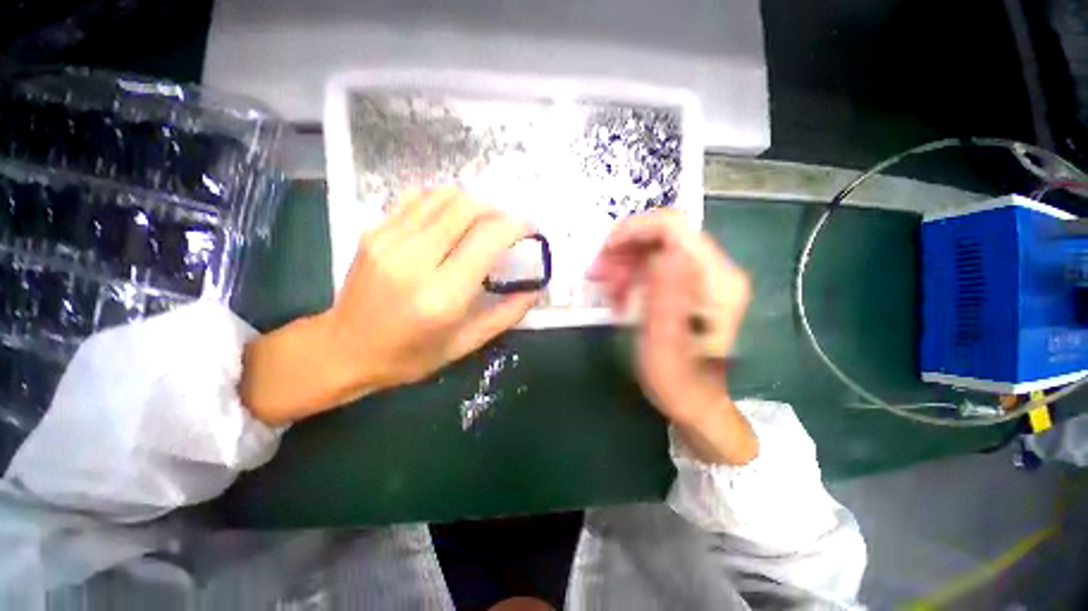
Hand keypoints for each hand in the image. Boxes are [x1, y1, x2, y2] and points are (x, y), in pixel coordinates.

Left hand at [240, 188, 538, 424]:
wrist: (344, 349)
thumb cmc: (411, 355)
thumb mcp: (467, 343)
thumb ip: (507, 313)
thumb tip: (536, 287)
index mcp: (443, 295)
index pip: (488, 238)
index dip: (516, 226)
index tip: (529, 230)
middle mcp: (415, 260)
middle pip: (467, 207)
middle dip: (497, 210)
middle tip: (506, 227)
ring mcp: (389, 240)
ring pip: (443, 196)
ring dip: (472, 204)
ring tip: (482, 223)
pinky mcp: (374, 231)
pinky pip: (419, 199)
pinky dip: (445, 202)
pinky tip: (451, 221)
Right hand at [589, 209, 756, 464]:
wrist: (696, 401)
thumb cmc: (678, 380)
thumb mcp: (664, 343)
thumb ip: (665, 297)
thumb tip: (663, 253)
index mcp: (716, 281)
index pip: (674, 228)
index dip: (635, 230)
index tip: (604, 251)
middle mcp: (716, 271)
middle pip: (664, 236)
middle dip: (625, 250)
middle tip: (599, 274)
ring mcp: (705, 278)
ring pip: (657, 250)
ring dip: (626, 264)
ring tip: (607, 289)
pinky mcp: (692, 287)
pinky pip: (657, 267)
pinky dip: (634, 275)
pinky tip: (620, 295)